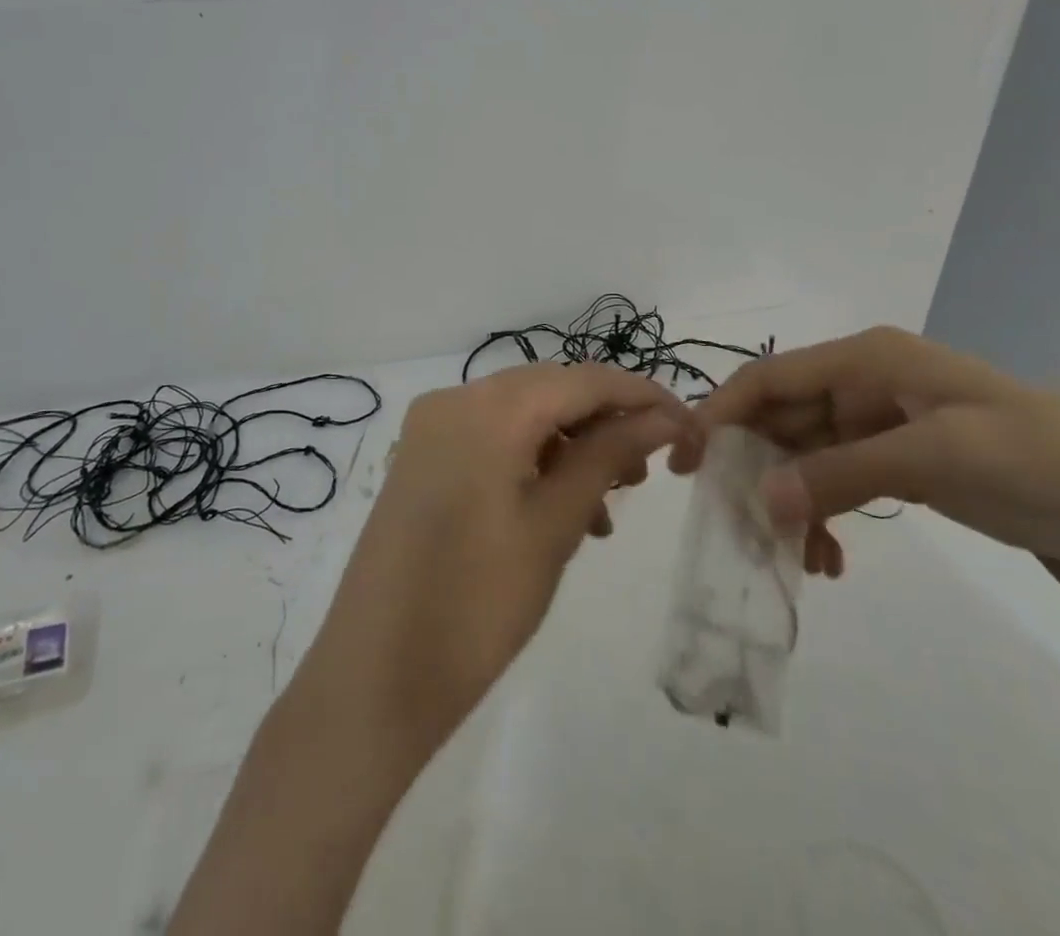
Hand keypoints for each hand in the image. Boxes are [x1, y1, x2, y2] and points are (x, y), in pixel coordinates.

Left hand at [298, 364, 698, 763]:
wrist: (373, 680)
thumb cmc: (475, 605)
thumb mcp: (554, 526)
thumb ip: (607, 456)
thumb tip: (659, 418)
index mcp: (486, 407)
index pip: (581, 379)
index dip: (640, 396)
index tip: (686, 426)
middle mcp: (454, 399)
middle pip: (550, 391)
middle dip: (604, 423)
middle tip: (645, 473)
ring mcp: (432, 428)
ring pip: (522, 416)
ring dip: (570, 448)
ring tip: (606, 508)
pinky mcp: (422, 459)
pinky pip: (492, 440)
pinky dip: (533, 462)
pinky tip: (561, 512)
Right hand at [683, 326, 1059, 582]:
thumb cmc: (1040, 454)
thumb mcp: (938, 455)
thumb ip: (843, 473)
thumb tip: (761, 502)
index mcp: (866, 359)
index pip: (771, 377)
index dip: (722, 411)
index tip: (686, 460)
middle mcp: (862, 385)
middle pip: (780, 418)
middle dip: (752, 468)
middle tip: (731, 525)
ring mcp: (879, 426)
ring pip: (804, 456)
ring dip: (787, 501)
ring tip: (786, 557)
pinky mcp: (897, 464)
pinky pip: (835, 482)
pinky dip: (821, 516)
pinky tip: (826, 558)